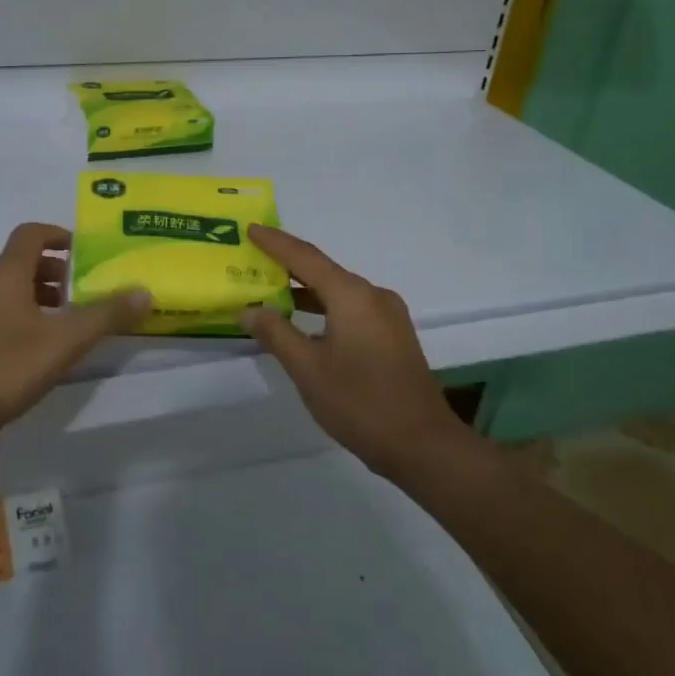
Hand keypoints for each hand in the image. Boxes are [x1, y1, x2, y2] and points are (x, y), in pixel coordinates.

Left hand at [0, 222, 151, 451]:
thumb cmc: (5, 369)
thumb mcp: (65, 342)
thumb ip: (105, 315)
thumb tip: (144, 291)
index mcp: (3, 273)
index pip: (31, 233)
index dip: (60, 236)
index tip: (85, 253)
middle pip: (19, 262)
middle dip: (53, 272)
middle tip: (80, 294)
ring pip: (4, 289)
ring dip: (34, 296)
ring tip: (60, 324)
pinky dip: (14, 315)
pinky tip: (29, 350)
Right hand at [242, 225, 462, 478]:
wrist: (424, 447)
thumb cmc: (360, 403)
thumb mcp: (308, 369)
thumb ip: (276, 333)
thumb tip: (250, 309)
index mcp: (352, 295)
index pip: (305, 257)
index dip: (275, 242)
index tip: (251, 228)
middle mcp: (373, 296)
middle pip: (323, 271)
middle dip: (287, 265)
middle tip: (253, 259)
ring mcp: (388, 316)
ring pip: (338, 292)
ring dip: (305, 291)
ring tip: (270, 291)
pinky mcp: (394, 336)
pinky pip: (351, 309)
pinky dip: (324, 308)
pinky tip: (304, 323)